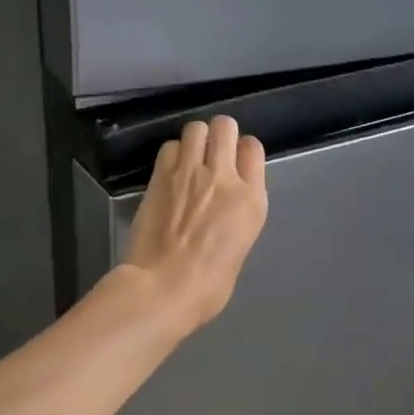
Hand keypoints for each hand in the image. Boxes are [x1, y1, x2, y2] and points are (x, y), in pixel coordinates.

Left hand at [122, 116, 267, 330]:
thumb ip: (238, 214)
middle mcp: (223, 177)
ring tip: (190, 159)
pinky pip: (169, 147)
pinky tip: (170, 172)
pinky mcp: (160, 176)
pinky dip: (172, 154)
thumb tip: (225, 203)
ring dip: (195, 139)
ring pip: (195, 128)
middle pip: (224, 126)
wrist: (165, 287)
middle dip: (219, 134)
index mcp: (251, 199)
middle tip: (212, 153)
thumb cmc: (209, 284)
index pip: (253, 148)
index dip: (243, 152)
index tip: (236, 164)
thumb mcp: (241, 246)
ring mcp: (189, 173)